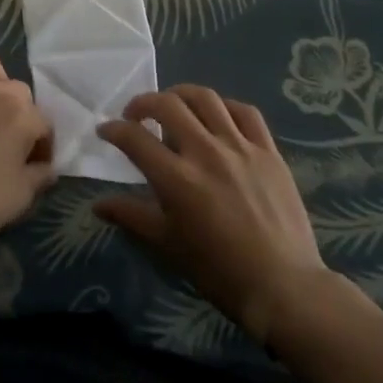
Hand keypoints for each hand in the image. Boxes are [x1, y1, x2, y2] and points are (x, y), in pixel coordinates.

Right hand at [96, 86, 360, 342]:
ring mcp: (240, 147)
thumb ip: (131, 216)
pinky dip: (224, 106)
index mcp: (177, 178)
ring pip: (205, 98)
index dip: (113, 129)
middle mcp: (205, 152)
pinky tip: (217, 116)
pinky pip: (245, 112)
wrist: (283, 287)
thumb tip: (98, 205)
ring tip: (173, 106)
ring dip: (181, 95)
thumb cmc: (219, 271)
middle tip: (136, 115)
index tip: (105, 130)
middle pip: (167, 105)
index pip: (134, 138)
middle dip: (143, 103)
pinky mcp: (268, 150)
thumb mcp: (167, 245)